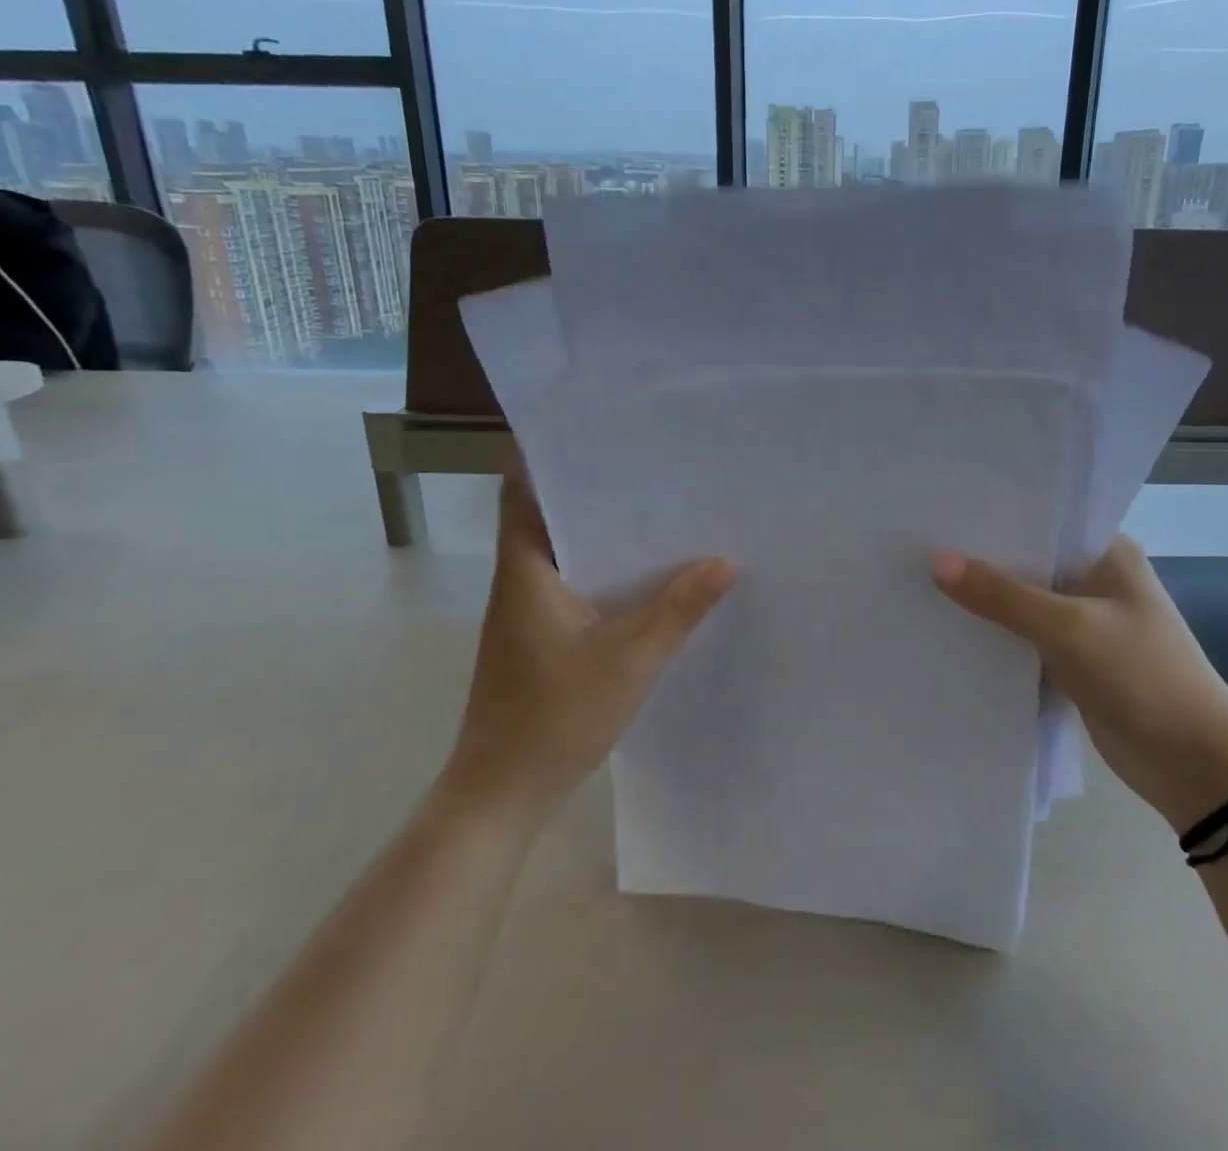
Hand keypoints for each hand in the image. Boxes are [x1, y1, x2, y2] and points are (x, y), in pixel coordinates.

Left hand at [441, 473, 736, 821]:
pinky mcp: (541, 636)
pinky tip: (650, 575)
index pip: (523, 488)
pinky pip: (575, 583)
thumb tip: (726, 560)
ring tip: (662, 510)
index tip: (602, 432)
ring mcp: (527, 609)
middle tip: (655, 468)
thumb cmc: (554, 717)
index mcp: (525, 568)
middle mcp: (520, 579)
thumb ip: (679, 608)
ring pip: (567, 550)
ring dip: (604, 532)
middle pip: (551, 513)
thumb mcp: (630, 660)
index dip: (553, 455)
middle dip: (598, 490)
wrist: (501, 795)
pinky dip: (606, 570)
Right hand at [933, 538, 1227, 832]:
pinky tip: (948, 626)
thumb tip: (937, 562)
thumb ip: (1002, 595)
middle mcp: (1094, 579)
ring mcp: (1083, 622)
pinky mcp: (1071, 660)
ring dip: (984, 599)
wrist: (1193, 765)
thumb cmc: (1141, 675)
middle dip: (982, 558)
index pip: (1043, 519)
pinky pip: (1023, 638)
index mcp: (1108, 553)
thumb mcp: (1068, 627)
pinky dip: (995, 635)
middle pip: (1028, 561)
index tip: (943, 508)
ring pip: (1022, 602)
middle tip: (919, 543)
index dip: (995, 514)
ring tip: (921, 579)